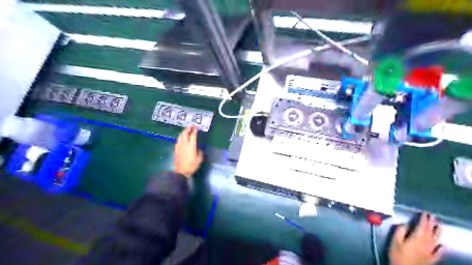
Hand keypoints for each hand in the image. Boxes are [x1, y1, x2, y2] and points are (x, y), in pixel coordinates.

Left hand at [173, 125, 201, 177]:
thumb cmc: (192, 165)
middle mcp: (184, 144)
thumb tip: (197, 148)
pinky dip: (180, 137)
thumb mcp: (200, 158)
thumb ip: (199, 151)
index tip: (196, 127)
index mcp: (191, 145)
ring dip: (183, 132)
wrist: (181, 171)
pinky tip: (181, 138)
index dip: (195, 130)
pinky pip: (178, 140)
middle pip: (185, 133)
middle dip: (188, 128)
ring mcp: (179, 146)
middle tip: (191, 126)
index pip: (193, 135)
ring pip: (180, 136)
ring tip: (186, 130)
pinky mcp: (176, 149)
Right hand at [387, 212, 442, 264]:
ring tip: (440, 225)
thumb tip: (405, 224)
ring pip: (436, 240)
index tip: (425, 213)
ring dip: (438, 232)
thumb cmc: (397, 254)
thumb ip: (400, 231)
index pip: (421, 226)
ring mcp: (430, 252)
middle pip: (430, 232)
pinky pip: (438, 252)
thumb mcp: (395, 241)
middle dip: (431, 223)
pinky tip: (441, 245)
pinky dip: (440, 248)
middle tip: (433, 216)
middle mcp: (425, 244)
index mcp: (416, 238)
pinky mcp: (431, 259)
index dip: (423, 219)